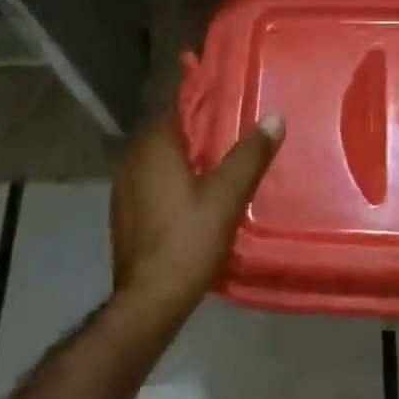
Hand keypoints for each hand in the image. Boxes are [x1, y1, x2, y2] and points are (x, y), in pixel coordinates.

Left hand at [108, 111, 283, 327]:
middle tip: (235, 128)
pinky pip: (153, 182)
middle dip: (199, 129)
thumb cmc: (187, 240)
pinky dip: (175, 179)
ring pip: (160, 159)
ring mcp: (124, 189)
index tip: (230, 96)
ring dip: (187, 156)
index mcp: (153, 148)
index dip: (203, 99)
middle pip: (168, 133)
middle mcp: (132, 161)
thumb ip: (249, 155)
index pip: (175, 106)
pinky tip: (198, 193)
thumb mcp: (227, 195)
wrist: (149, 301)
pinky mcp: (126, 214)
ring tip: (222, 159)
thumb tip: (274, 117)